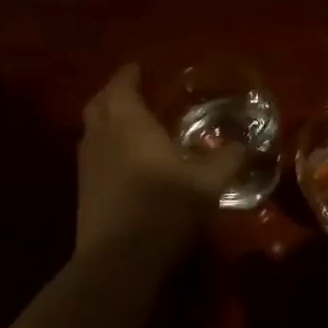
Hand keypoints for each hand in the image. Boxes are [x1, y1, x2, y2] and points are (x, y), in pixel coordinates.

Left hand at [76, 64, 243, 256]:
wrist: (118, 260)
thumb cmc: (164, 209)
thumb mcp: (208, 183)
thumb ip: (227, 159)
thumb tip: (243, 144)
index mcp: (129, 125)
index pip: (121, 86)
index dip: (129, 75)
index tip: (138, 67)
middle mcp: (102, 138)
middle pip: (98, 103)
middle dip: (113, 93)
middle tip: (134, 92)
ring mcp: (88, 166)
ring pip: (91, 130)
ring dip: (106, 120)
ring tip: (130, 124)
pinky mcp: (84, 192)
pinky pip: (93, 154)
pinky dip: (106, 146)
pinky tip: (126, 161)